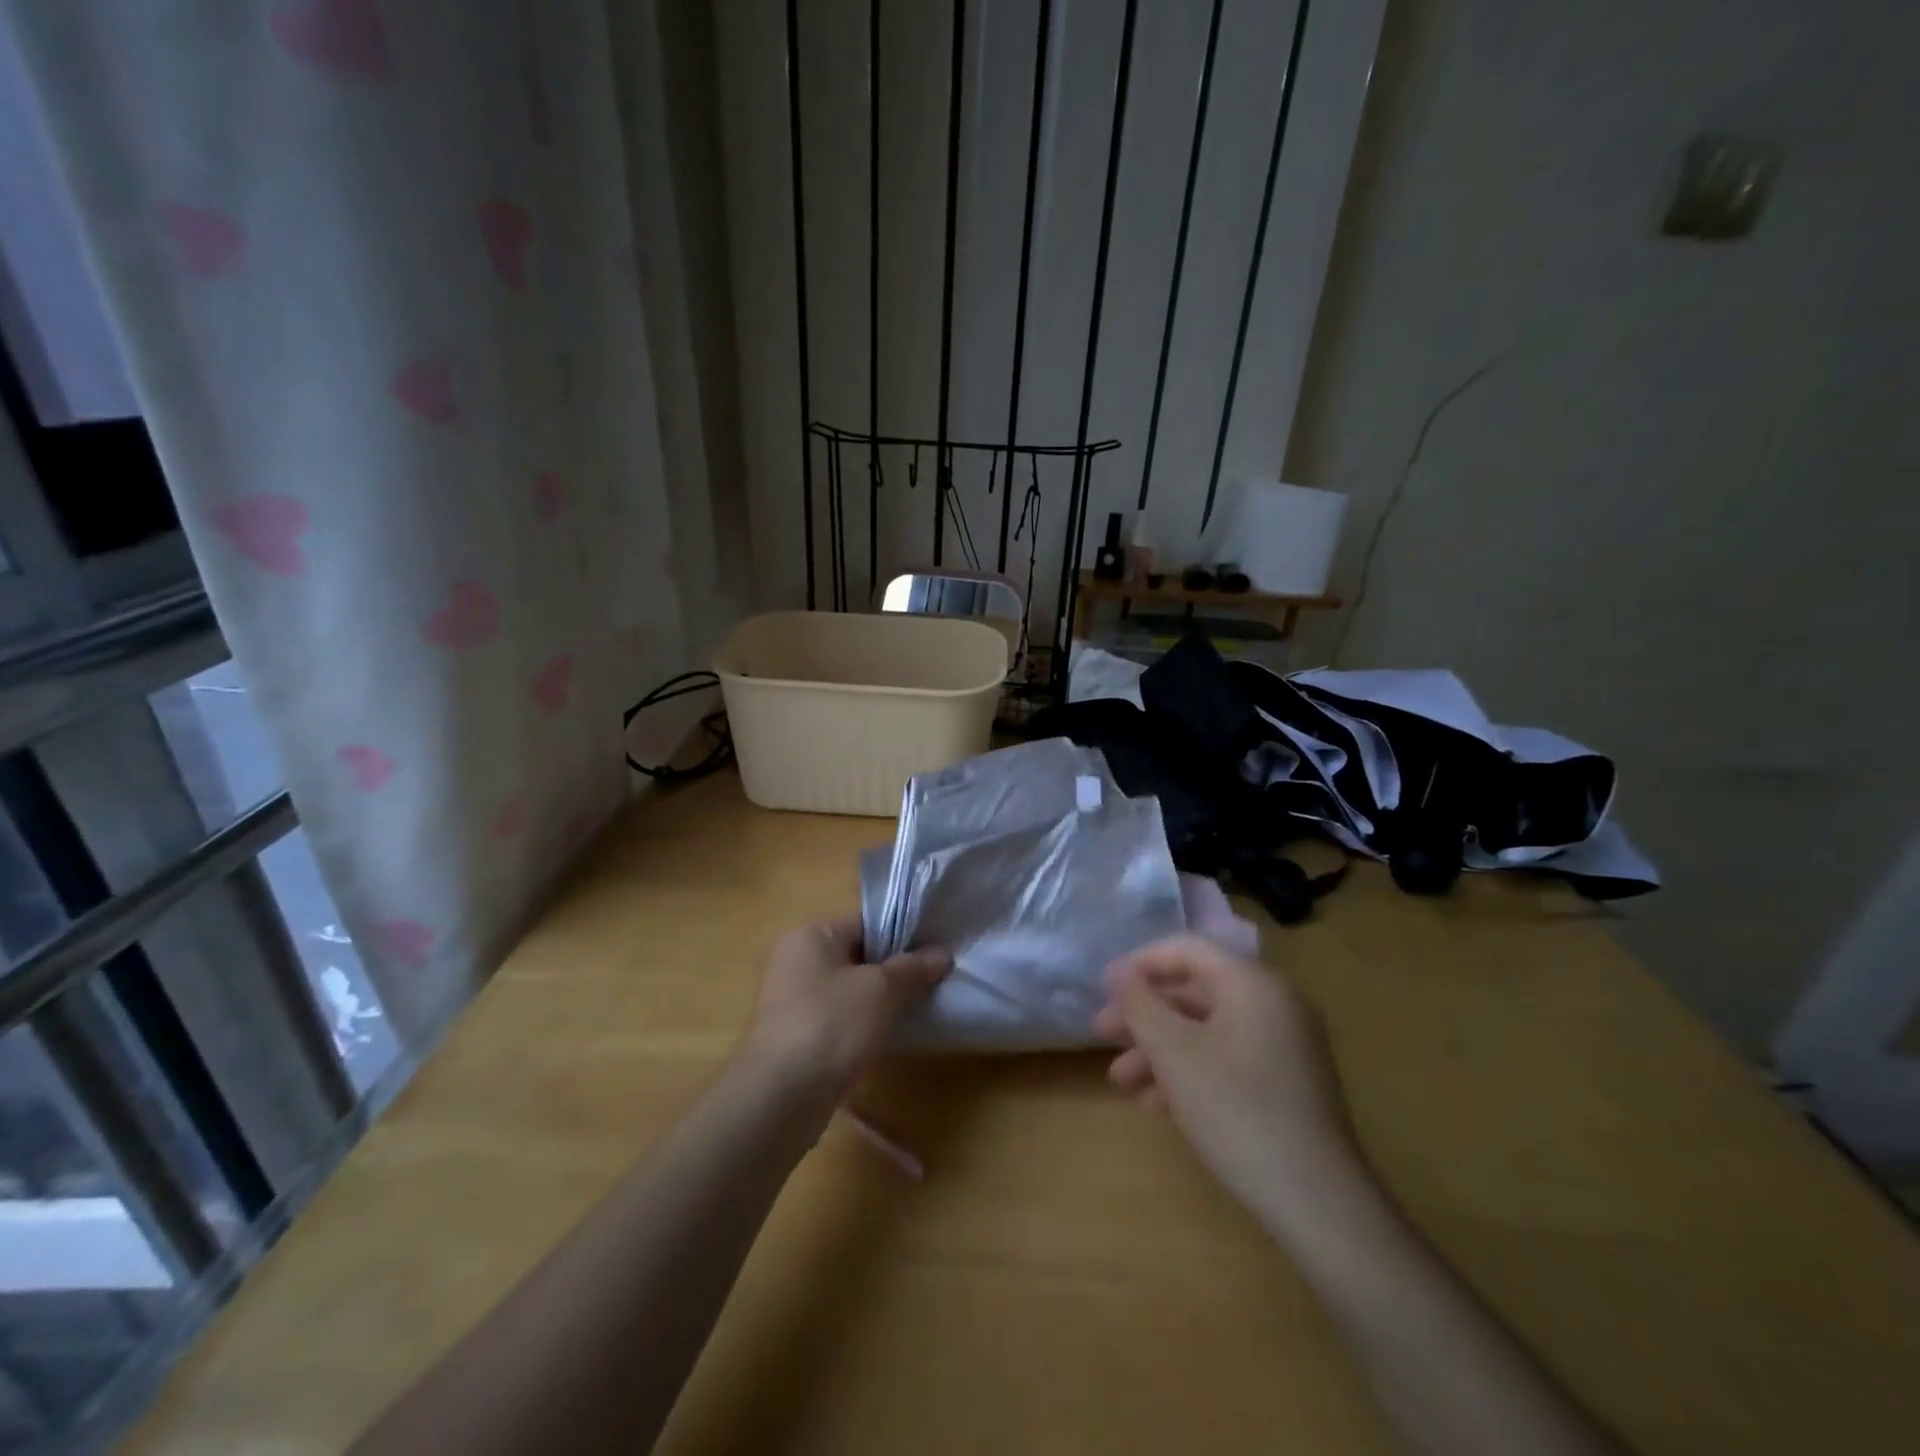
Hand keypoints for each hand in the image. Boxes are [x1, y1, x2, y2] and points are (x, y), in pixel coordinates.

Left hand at [740, 915, 951, 1102]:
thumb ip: (913, 968)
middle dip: (894, 968)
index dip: (904, 933)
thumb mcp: (880, 990)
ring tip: (919, 1005)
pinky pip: (838, 1016)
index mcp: (811, 935)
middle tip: (933, 978)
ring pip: (849, 988)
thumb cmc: (831, 1024)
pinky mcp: (795, 1034)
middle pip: (857, 954)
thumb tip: (944, 954)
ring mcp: (792, 999)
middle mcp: (795, 959)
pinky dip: (862, 1022)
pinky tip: (889, 1034)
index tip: (936, 949)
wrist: (781, 1096)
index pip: (866, 922)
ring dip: (880, 998)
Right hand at [1093, 936, 1358, 1226]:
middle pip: (1194, 991)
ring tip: (1121, 1081)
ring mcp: (1285, 1045)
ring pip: (1207, 1029)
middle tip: (1101, 1035)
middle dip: (1144, 1014)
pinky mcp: (1287, 1083)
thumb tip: (1117, 971)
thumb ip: (1139, 1004)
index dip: (1139, 964)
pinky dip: (1190, 1070)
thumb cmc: (1236, 1109)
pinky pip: (1227, 1057)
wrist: (1317, 1202)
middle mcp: (1273, 1003)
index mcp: (1252, 983)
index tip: (1102, 989)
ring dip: (1159, 1048)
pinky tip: (1158, 1104)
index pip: (1186, 949)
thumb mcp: (1173, 1052)